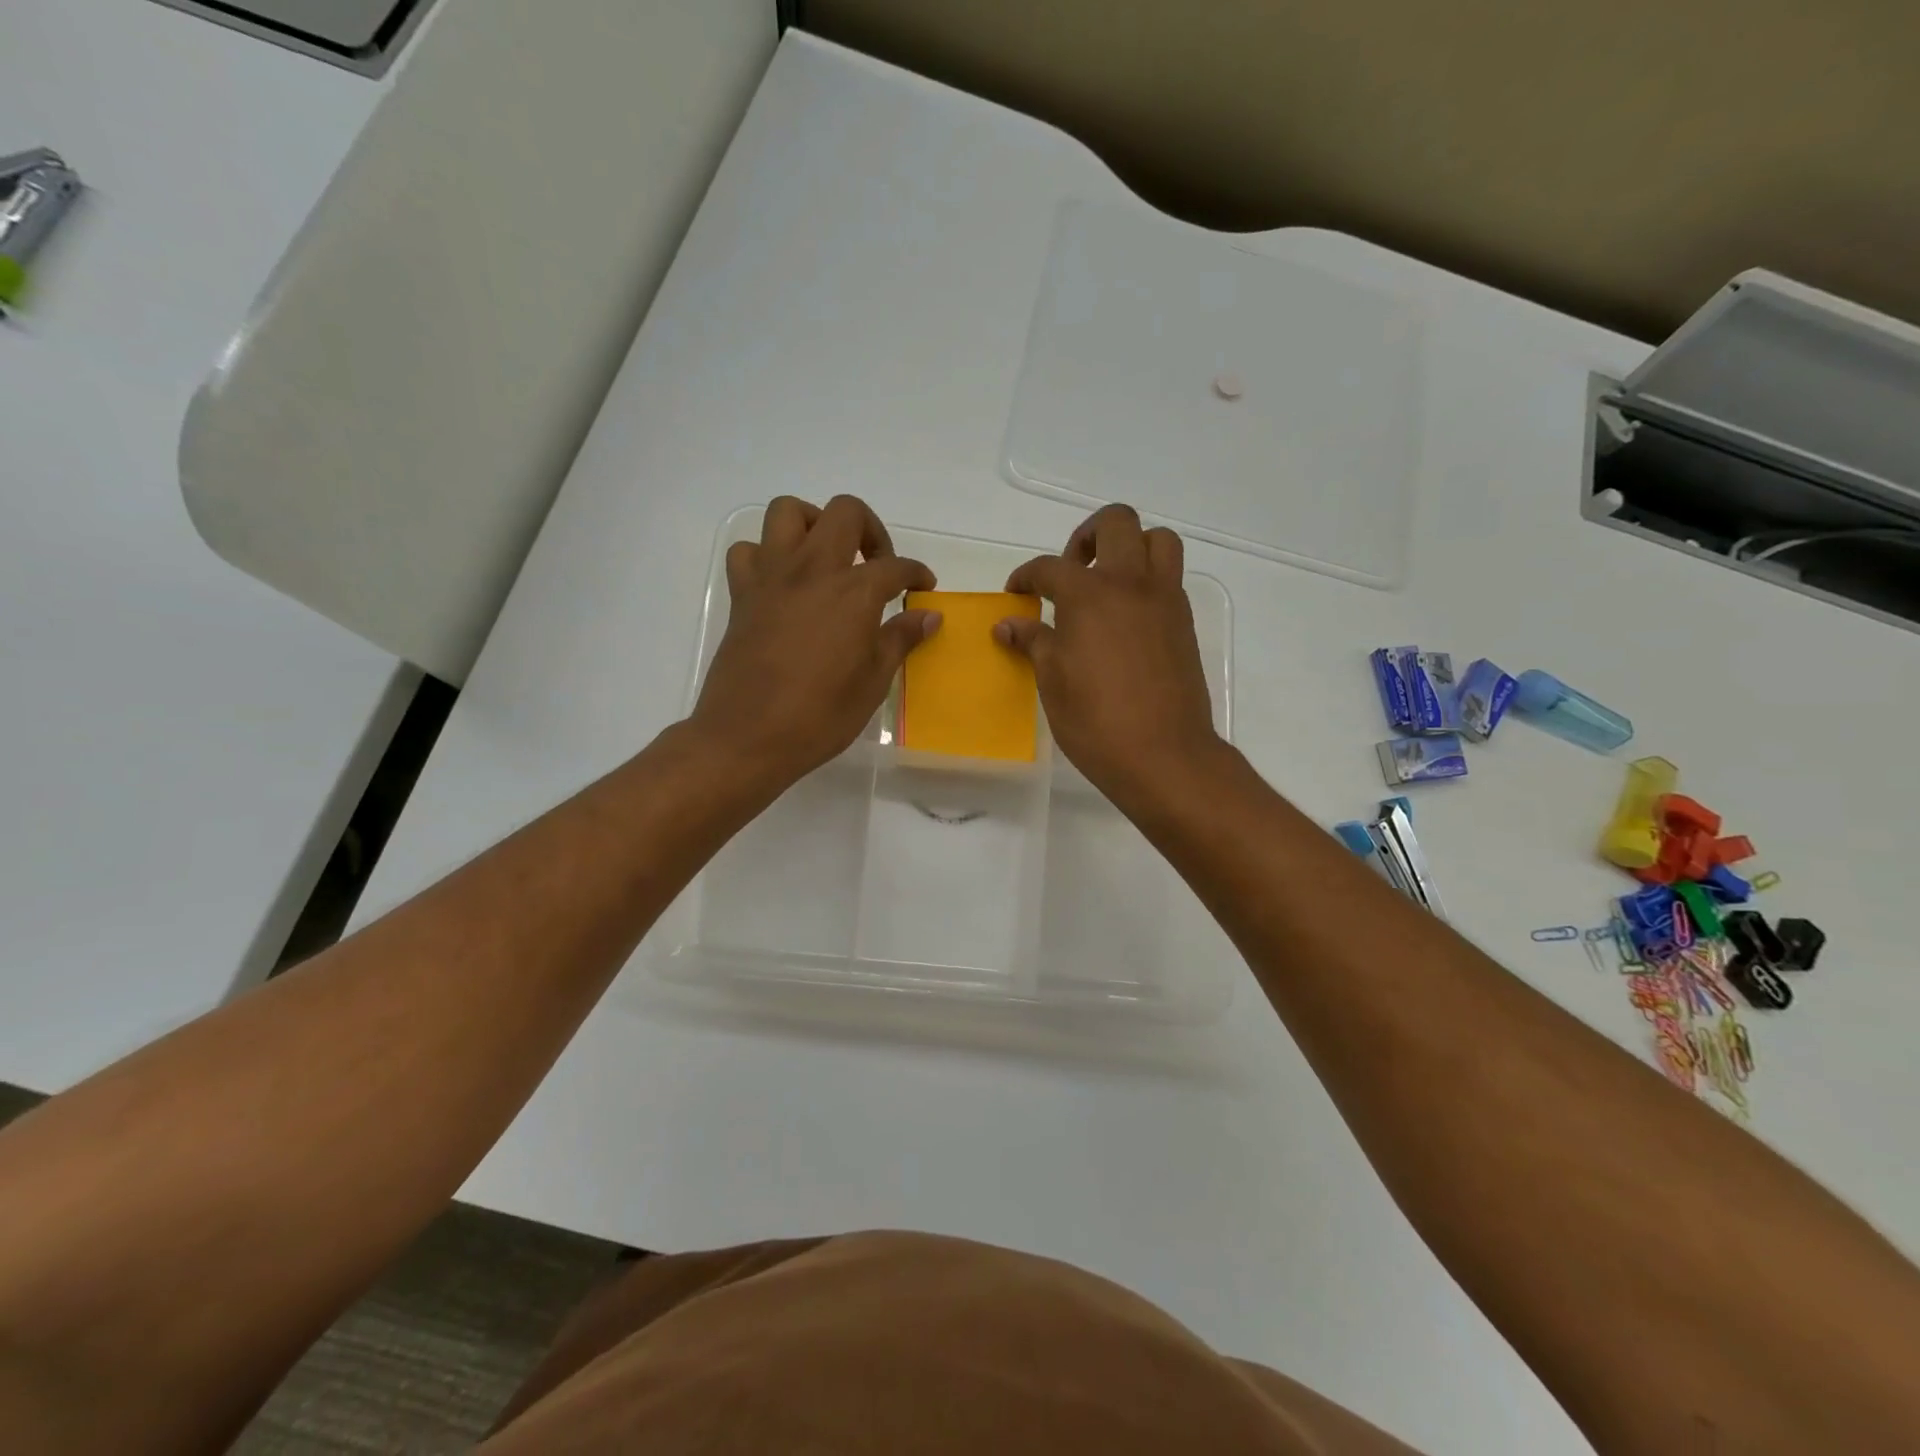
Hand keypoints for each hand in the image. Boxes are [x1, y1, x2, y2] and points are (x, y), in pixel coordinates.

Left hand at [692, 495, 937, 789]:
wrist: (748, 736)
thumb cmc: (820, 716)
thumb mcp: (874, 682)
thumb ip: (900, 639)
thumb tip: (928, 616)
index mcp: (853, 593)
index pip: (895, 566)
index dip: (917, 573)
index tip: (924, 588)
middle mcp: (813, 570)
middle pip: (844, 512)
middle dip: (870, 529)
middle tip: (877, 565)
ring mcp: (772, 577)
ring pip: (788, 511)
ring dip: (814, 524)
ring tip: (827, 559)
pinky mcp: (742, 594)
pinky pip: (749, 551)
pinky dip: (767, 555)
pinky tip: (783, 583)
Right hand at [996, 504, 1221, 807]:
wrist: (1164, 754)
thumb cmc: (1096, 720)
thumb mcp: (1052, 681)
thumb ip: (1032, 643)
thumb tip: (1007, 625)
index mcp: (1090, 594)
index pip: (1049, 568)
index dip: (1026, 577)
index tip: (1016, 595)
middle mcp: (1131, 583)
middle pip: (1116, 523)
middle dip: (1086, 538)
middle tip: (1070, 572)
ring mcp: (1164, 600)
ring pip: (1157, 540)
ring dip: (1130, 547)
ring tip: (1107, 583)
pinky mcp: (1184, 622)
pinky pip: (1169, 578)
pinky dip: (1148, 579)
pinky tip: (1126, 618)